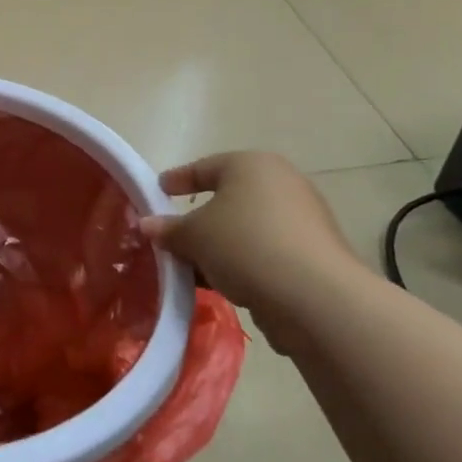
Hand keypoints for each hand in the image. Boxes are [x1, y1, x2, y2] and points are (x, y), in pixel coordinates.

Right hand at [141, 152, 366, 349]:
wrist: (314, 296)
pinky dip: (243, 262)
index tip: (156, 191)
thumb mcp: (193, 235)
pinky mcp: (314, 253)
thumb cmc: (244, 245)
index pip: (205, 167)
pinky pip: (266, 251)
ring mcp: (303, 219)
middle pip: (229, 198)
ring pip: (247, 228)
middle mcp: (282, 183)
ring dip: (220, 246)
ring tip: (193, 266)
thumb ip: (168, 229)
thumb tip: (147, 225)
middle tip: (173, 235)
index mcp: (252, 165)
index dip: (177, 179)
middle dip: (200, 218)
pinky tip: (223, 283)